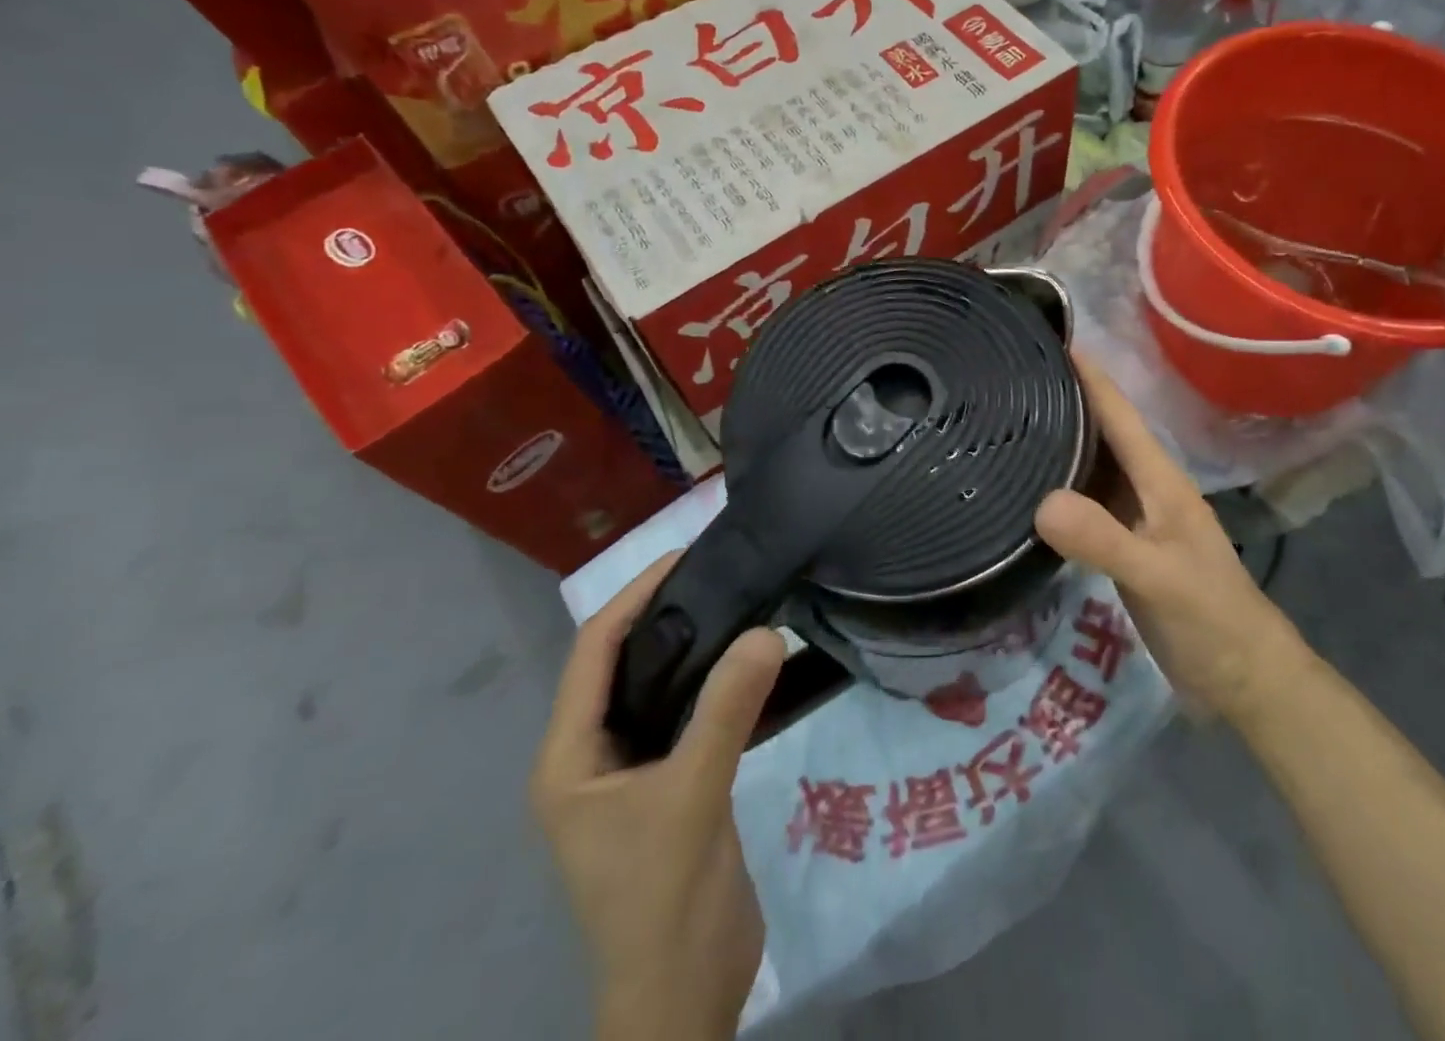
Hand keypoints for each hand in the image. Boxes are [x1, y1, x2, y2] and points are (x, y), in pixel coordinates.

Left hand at [531, 555, 786, 1040]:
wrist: (685, 1000)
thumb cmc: (663, 901)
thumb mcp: (693, 798)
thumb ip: (726, 712)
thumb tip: (766, 631)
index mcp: (569, 758)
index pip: (593, 653)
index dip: (633, 597)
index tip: (685, 557)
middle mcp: (590, 758)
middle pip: (622, 663)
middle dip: (663, 613)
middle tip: (721, 571)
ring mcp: (630, 774)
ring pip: (656, 688)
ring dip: (690, 646)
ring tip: (739, 602)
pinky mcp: (668, 786)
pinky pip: (685, 715)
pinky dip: (710, 682)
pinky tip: (747, 662)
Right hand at [1037, 350, 1308, 720]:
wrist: (1243, 679)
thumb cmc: (1210, 620)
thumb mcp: (1159, 579)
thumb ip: (1105, 541)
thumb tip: (1041, 502)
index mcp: (1159, 480)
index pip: (1118, 413)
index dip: (1088, 375)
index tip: (1047, 339)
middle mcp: (1145, 488)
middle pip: (1100, 431)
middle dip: (1061, 399)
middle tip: (1008, 379)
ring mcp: (1134, 518)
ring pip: (1091, 466)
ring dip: (1057, 441)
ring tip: (1007, 423)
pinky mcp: (1123, 546)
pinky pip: (1084, 504)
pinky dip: (1057, 488)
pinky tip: (1026, 490)